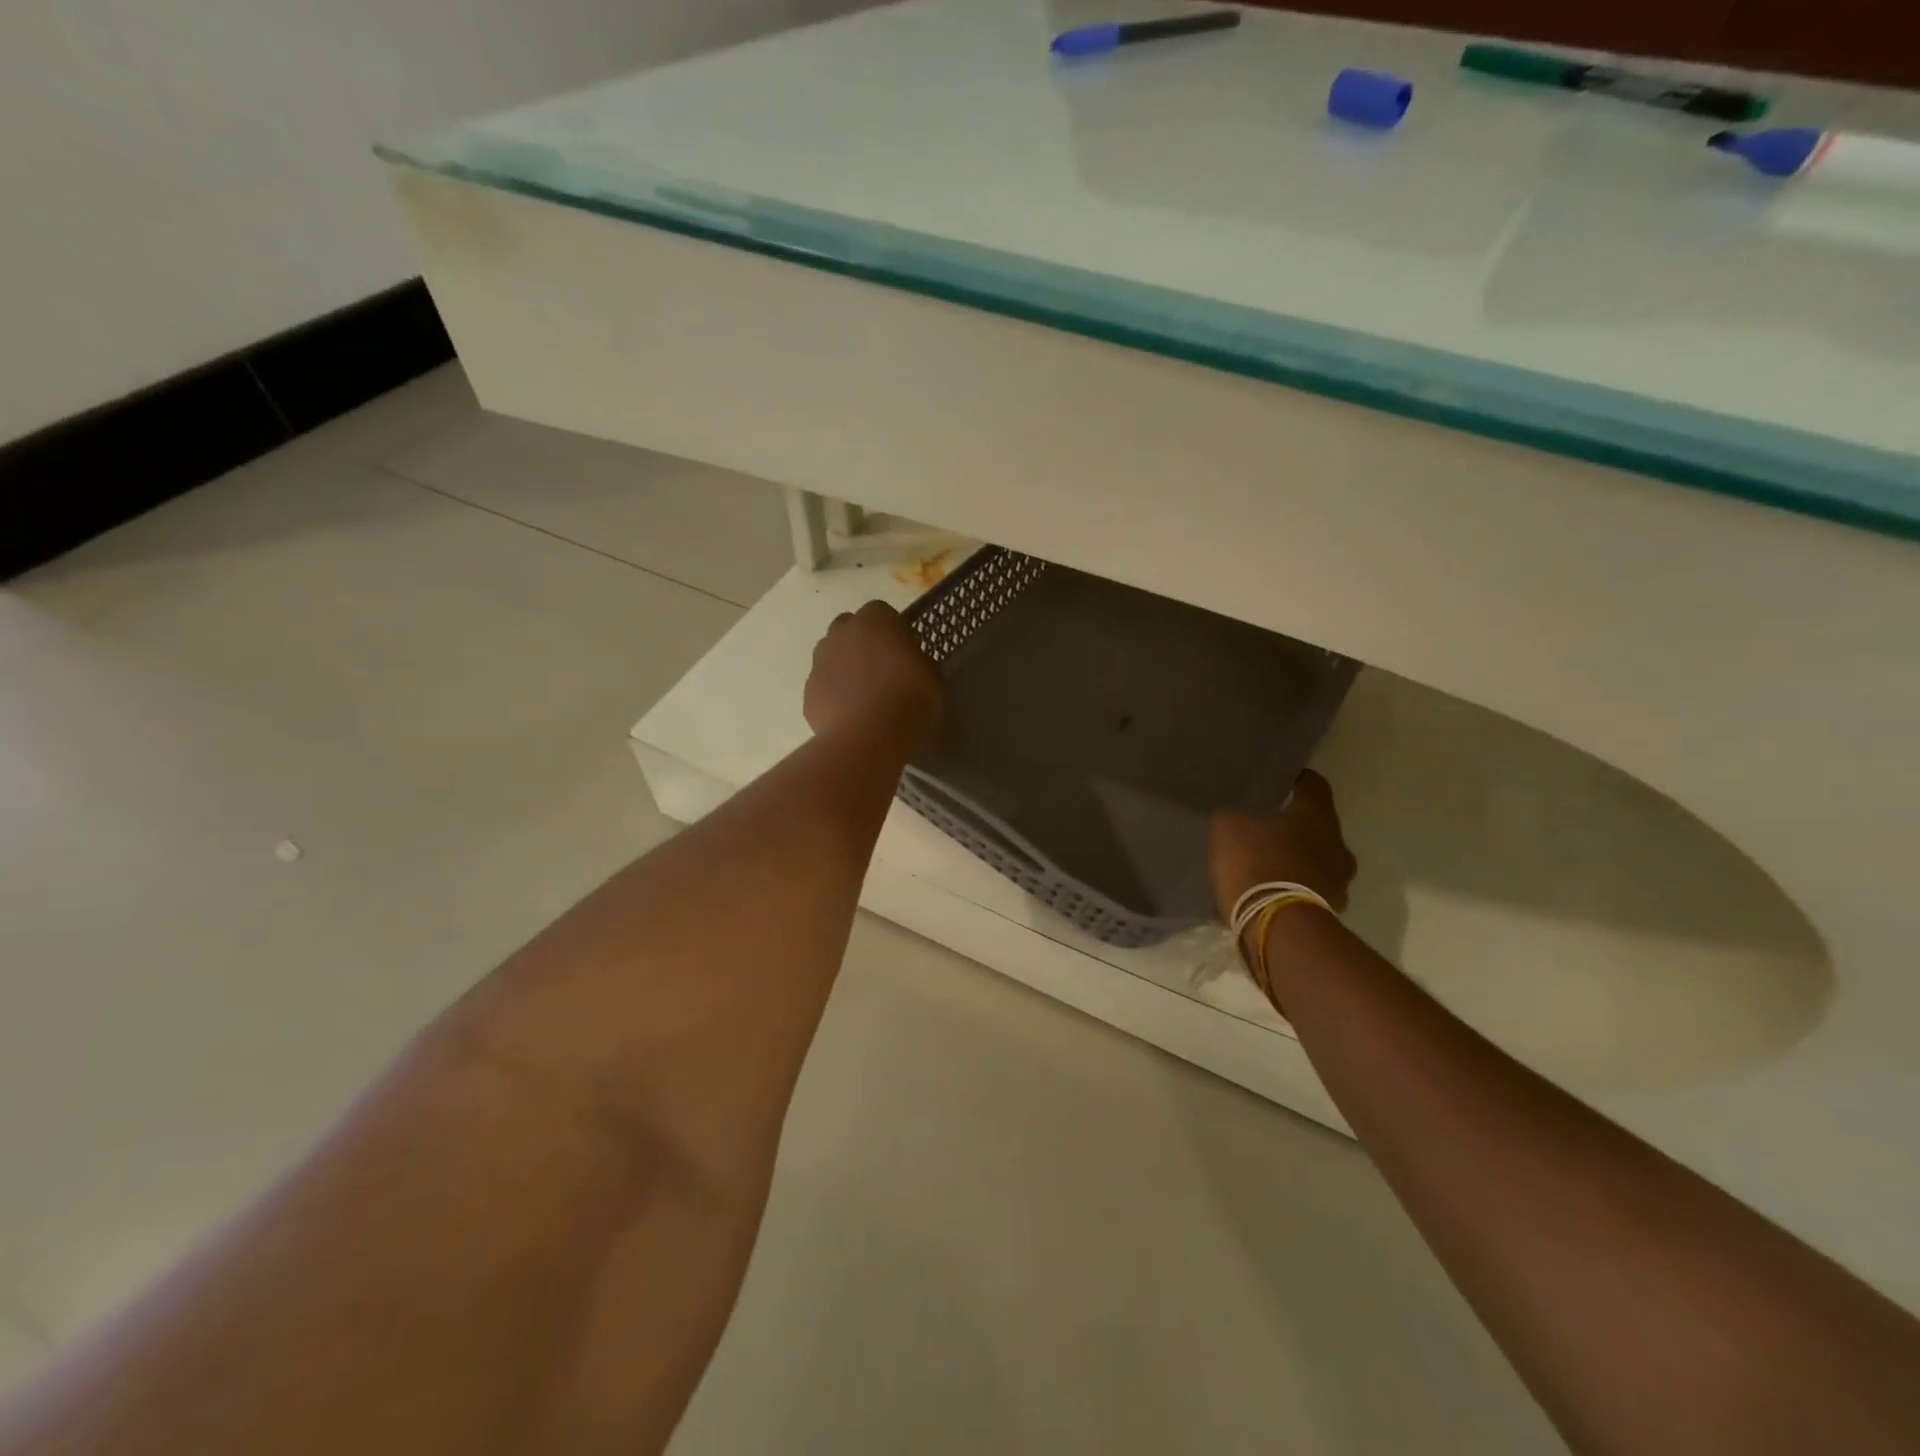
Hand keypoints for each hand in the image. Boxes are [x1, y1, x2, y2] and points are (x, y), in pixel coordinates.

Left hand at [804, 601, 944, 747]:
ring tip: (863, 694)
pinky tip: (849, 716)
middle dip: (860, 642)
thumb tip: (908, 662)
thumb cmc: (911, 700)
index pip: (881, 611)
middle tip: (880, 669)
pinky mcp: (808, 691)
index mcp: (876, 620)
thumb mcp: (932, 676)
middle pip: (848, 628)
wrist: (870, 736)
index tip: (904, 651)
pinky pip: (823, 686)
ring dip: (843, 666)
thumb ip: (917, 660)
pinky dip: (833, 695)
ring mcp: (820, 661)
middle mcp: (842, 633)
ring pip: (830, 655)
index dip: (892, 630)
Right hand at [1210, 770, 1356, 921]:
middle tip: (1266, 828)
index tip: (1279, 781)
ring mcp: (1338, 882)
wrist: (1278, 927)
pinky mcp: (1329, 913)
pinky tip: (1264, 895)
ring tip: (1263, 866)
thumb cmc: (1257, 863)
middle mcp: (1338, 845)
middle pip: (1318, 827)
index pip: (1314, 784)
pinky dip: (1290, 891)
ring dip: (1295, 862)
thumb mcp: (1228, 827)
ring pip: (1315, 862)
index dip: (1296, 780)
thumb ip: (1236, 816)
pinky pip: (1307, 892)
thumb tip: (1238, 818)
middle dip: (1295, 827)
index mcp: (1318, 815)